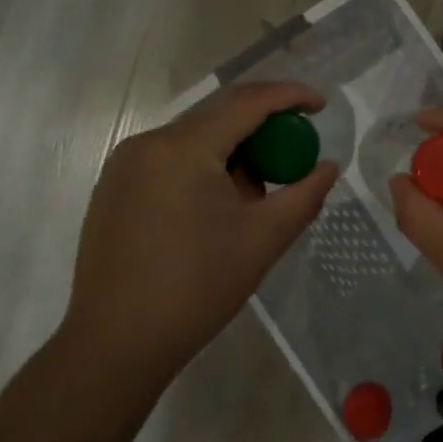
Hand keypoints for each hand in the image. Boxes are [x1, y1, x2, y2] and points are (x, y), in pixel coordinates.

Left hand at [62, 82, 339, 390]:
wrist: (116, 345)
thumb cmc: (197, 289)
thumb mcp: (264, 239)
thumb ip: (305, 194)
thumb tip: (328, 167)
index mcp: (183, 149)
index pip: (246, 102)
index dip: (289, 96)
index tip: (321, 104)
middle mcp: (149, 143)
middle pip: (219, 114)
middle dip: (263, 125)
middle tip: (296, 149)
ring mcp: (125, 164)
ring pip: (195, 137)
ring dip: (234, 149)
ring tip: (256, 192)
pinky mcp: (114, 187)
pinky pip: (171, 157)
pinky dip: (205, 165)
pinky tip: (218, 205)